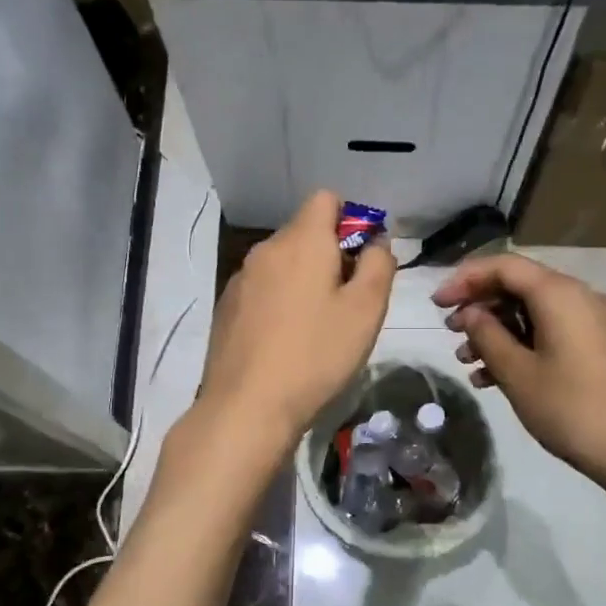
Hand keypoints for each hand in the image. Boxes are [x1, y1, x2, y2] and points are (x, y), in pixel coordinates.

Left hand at [199, 191, 395, 442]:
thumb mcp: (366, 310)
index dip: (351, 220)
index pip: (326, 198)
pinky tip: (286, 341)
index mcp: (301, 241)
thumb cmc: (316, 355)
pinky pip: (263, 289)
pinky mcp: (227, 308)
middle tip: (348, 302)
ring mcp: (241, 279)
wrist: (246, 406)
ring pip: (283, 263)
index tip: (363, 261)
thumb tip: (375, 241)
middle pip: (304, 232)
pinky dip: (280, 301)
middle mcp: (266, 250)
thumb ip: (379, 264)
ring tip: (318, 326)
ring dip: (305, 280)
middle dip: (331, 254)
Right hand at [433, 254, 605, 515]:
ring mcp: (596, 323)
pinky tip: (495, 377)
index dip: (465, 278)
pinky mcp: (602, 347)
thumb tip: (470, 313)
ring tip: (467, 361)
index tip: (436, 303)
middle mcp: (582, 297)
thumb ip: (487, 335)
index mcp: (561, 295)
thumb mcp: (518, 373)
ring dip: (497, 331)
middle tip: (450, 332)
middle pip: (520, 286)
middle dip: (480, 307)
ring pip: (535, 313)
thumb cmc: (572, 409)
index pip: (505, 266)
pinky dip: (522, 346)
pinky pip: (553, 332)